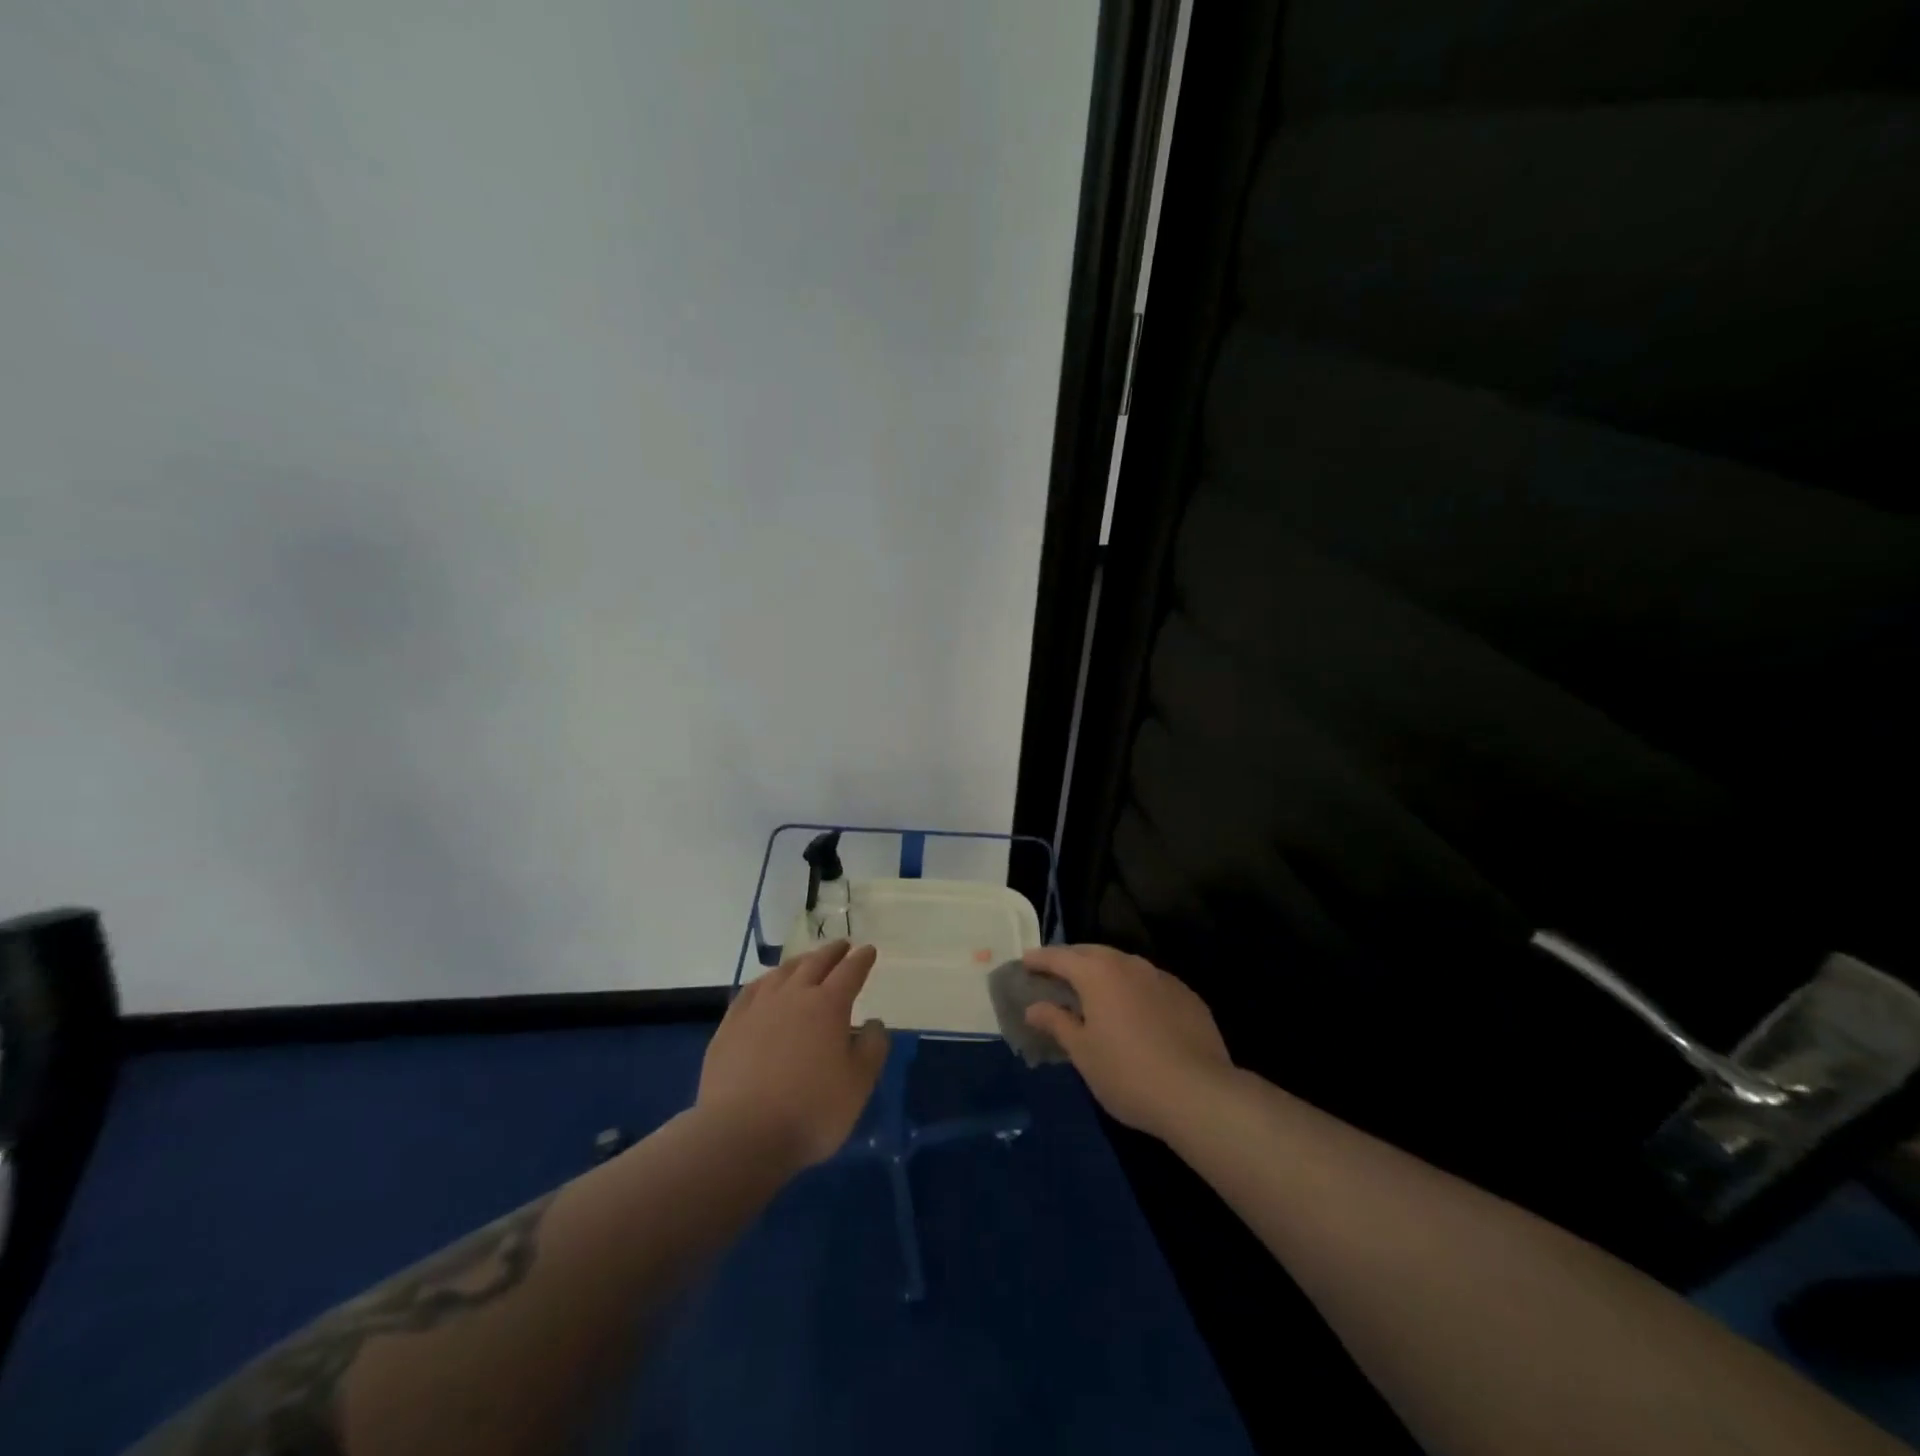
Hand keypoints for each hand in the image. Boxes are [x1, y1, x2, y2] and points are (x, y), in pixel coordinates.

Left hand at [698, 940, 890, 1170]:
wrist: (741, 1136)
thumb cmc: (811, 1111)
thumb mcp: (858, 1085)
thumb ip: (872, 1048)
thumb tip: (874, 1023)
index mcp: (828, 1005)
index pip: (850, 972)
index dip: (861, 960)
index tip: (869, 951)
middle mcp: (793, 996)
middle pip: (815, 964)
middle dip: (832, 953)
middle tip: (842, 946)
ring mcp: (758, 1008)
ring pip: (782, 973)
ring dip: (799, 962)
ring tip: (807, 961)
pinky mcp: (730, 1026)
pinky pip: (751, 991)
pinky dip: (765, 981)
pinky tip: (765, 986)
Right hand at [1022, 944, 1232, 1140]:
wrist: (1198, 1094)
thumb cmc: (1127, 1073)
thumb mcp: (1083, 1053)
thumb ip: (1056, 1023)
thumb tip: (1034, 1007)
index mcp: (1098, 973)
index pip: (1060, 957)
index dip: (1040, 959)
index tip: (1025, 961)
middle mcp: (1129, 964)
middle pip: (1093, 953)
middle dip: (1071, 960)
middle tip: (1055, 974)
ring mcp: (1162, 977)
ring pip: (1124, 965)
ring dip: (1104, 972)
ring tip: (1093, 990)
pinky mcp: (1187, 996)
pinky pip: (1149, 982)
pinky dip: (1132, 988)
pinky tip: (1133, 1011)